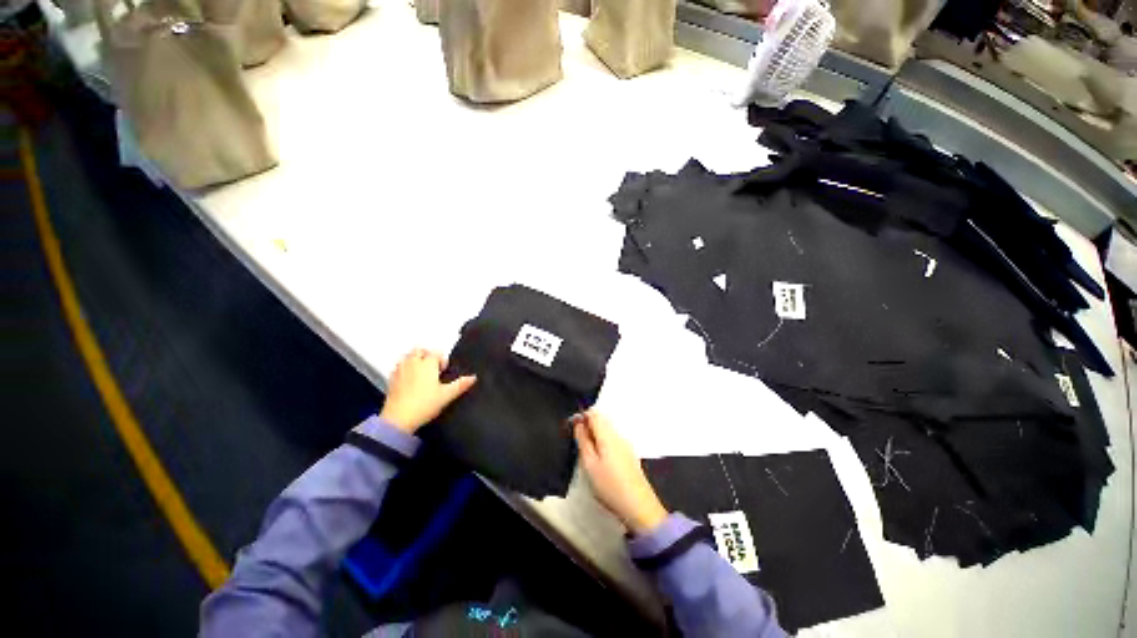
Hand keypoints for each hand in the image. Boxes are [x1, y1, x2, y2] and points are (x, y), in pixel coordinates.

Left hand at [379, 349, 475, 433]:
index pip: (436, 353)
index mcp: (428, 364)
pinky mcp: (391, 379)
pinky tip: (408, 380)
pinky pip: (397, 367)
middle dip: (426, 355)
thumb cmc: (425, 404)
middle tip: (432, 368)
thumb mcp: (447, 395)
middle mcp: (413, 363)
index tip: (443, 371)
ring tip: (420, 372)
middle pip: (419, 350)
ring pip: (407, 356)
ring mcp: (400, 370)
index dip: (441, 360)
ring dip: (414, 360)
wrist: (399, 419)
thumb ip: (460, 385)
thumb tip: (473, 377)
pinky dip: (403, 368)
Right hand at [573, 410, 668, 534]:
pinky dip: (603, 442)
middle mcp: (618, 434)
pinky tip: (599, 458)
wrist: (638, 506)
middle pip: (601, 419)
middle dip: (588, 424)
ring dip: (595, 434)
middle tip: (577, 440)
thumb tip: (578, 423)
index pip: (594, 413)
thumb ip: (582, 440)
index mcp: (608, 434)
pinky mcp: (628, 453)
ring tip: (586, 451)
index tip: (571, 426)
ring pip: (607, 429)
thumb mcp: (589, 464)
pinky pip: (612, 439)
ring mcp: (625, 444)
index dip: (581, 415)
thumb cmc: (610, 485)